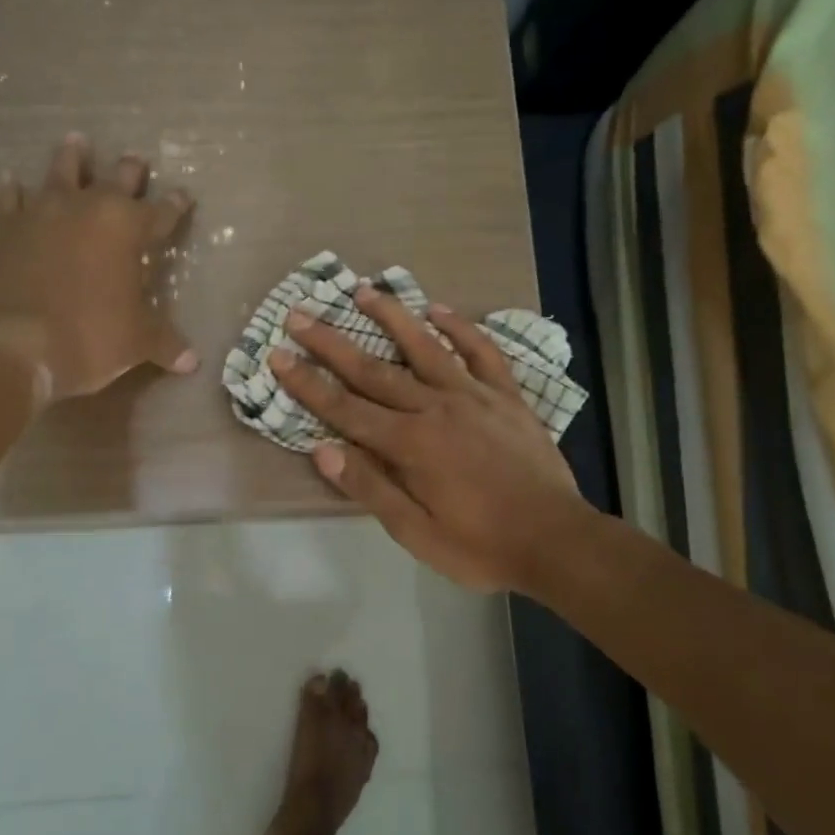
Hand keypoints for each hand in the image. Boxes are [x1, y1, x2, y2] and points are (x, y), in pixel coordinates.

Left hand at [0, 134, 196, 400]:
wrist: (10, 344)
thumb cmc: (88, 338)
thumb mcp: (136, 344)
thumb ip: (165, 343)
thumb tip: (192, 362)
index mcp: (127, 229)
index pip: (162, 212)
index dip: (176, 205)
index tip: (184, 196)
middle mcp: (87, 208)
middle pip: (115, 179)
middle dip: (129, 171)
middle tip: (135, 159)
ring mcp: (42, 212)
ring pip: (61, 172)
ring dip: (72, 157)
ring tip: (76, 141)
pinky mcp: (4, 227)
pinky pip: (12, 199)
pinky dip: (15, 191)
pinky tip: (13, 182)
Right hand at [270, 286, 586, 592]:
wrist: (557, 540)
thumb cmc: (481, 544)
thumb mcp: (417, 533)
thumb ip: (370, 488)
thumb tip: (322, 449)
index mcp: (410, 444)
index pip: (345, 408)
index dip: (307, 383)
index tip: (277, 355)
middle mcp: (436, 408)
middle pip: (374, 370)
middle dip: (332, 342)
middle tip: (300, 314)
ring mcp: (475, 396)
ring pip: (426, 347)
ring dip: (392, 317)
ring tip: (364, 290)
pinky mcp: (506, 396)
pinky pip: (482, 353)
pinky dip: (461, 329)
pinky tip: (440, 310)